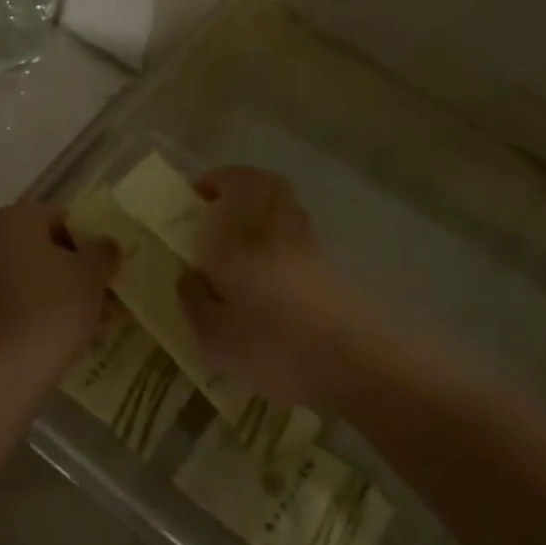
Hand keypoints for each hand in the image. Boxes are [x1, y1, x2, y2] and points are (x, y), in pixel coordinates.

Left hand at [0, 201, 117, 372]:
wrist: (3, 368)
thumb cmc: (53, 308)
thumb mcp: (91, 275)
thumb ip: (103, 251)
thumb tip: (106, 244)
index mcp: (16, 218)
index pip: (62, 217)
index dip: (91, 241)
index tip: (109, 268)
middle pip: (46, 248)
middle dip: (78, 270)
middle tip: (107, 295)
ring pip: (34, 277)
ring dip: (64, 292)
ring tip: (97, 321)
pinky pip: (18, 299)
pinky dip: (42, 310)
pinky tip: (70, 335)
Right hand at [176, 167, 376, 407]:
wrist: (355, 364)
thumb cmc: (272, 344)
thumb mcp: (214, 334)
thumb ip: (194, 299)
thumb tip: (190, 276)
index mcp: (241, 234)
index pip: (234, 183)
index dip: (215, 181)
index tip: (195, 195)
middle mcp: (276, 228)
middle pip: (267, 185)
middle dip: (241, 187)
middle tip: (218, 210)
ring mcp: (309, 246)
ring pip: (286, 208)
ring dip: (261, 211)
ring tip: (239, 242)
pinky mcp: (330, 270)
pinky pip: (298, 237)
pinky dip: (280, 240)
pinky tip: (267, 275)